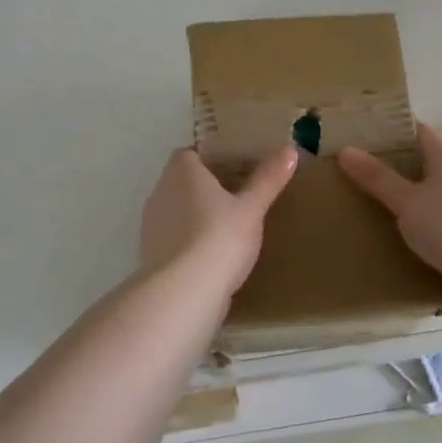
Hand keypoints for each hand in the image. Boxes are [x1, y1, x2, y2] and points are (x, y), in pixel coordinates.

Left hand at [139, 146, 298, 296]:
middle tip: (240, 194)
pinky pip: (175, 236)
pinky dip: (190, 238)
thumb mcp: (252, 208)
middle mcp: (160, 192)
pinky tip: (213, 252)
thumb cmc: (220, 237)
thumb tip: (289, 150)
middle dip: (207, 186)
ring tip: (229, 224)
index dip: (211, 157)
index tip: (237, 166)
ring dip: (197, 213)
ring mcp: (152, 224)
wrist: (185, 292)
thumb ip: (268, 179)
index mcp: (181, 172)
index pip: (190, 153)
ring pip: (177, 209)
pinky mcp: (152, 253)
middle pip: (183, 181)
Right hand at [339, 125, 441, 320]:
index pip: (418, 132)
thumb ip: (378, 177)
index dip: (391, 128)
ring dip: (395, 203)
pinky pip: (426, 232)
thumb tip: (346, 150)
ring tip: (355, 204)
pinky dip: (405, 233)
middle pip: (418, 166)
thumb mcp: (408, 199)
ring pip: (421, 201)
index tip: (358, 130)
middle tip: (347, 169)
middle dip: (386, 167)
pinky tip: (380, 239)